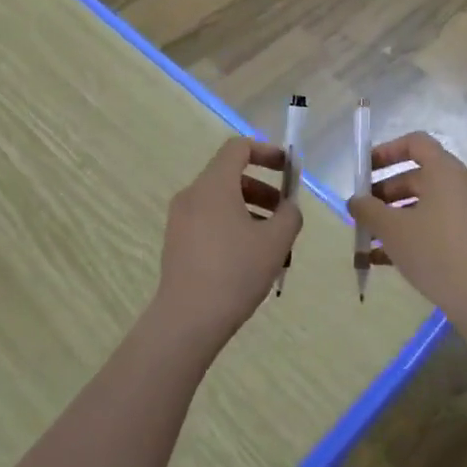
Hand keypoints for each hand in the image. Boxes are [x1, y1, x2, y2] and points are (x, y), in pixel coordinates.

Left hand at [152, 137, 302, 348]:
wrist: (189, 319)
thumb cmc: (236, 271)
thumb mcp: (276, 241)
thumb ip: (290, 215)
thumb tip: (288, 208)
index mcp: (213, 185)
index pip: (238, 148)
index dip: (267, 151)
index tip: (288, 169)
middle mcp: (192, 195)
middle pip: (231, 177)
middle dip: (264, 190)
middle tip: (286, 216)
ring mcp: (180, 220)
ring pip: (222, 203)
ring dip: (252, 213)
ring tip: (275, 246)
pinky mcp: (177, 244)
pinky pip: (210, 223)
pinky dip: (234, 229)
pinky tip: (252, 261)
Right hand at [347, 132, 466, 316]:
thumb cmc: (432, 249)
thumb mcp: (391, 228)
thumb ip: (367, 209)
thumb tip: (355, 201)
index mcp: (443, 171)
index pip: (415, 143)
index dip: (387, 151)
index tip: (364, 170)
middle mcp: (458, 186)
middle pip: (415, 176)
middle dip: (383, 192)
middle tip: (360, 212)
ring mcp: (465, 213)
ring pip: (421, 205)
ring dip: (392, 217)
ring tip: (366, 239)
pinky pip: (431, 227)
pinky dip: (408, 235)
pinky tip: (380, 260)